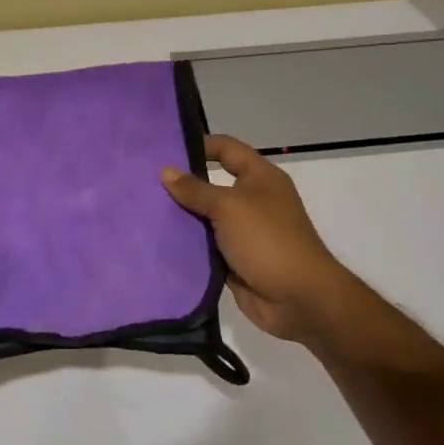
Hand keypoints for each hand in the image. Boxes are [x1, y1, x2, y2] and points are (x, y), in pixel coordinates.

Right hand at [161, 134, 362, 345]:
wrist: (299, 299)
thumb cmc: (267, 240)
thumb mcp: (228, 207)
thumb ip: (195, 190)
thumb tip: (166, 170)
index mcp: (260, 178)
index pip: (226, 149)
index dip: (199, 145)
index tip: (165, 150)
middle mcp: (253, 200)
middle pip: (212, 184)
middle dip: (182, 184)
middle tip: (144, 182)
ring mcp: (244, 231)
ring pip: (206, 217)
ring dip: (181, 216)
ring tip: (143, 209)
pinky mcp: (235, 259)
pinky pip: (206, 246)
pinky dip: (187, 244)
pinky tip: (158, 240)